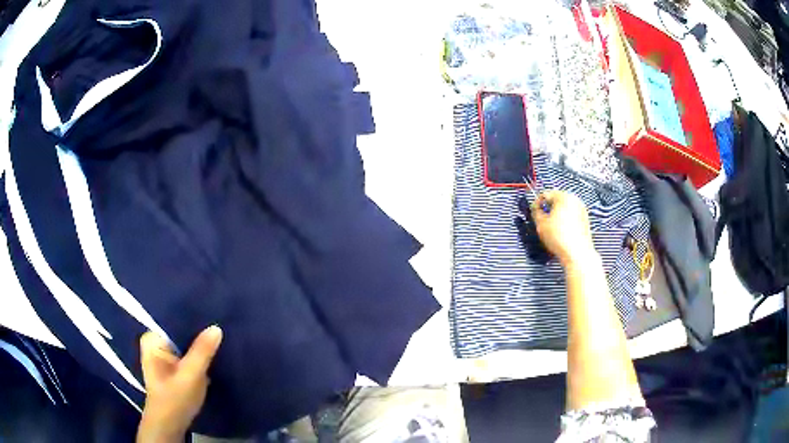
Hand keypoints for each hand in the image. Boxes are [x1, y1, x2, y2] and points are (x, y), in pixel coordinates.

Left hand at [136, 326, 222, 442]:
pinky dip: (196, 354)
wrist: (170, 424)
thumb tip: (216, 327)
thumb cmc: (175, 399)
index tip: (211, 314)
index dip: (192, 318)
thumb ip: (202, 351)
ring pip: (183, 343)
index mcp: (152, 339)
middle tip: (218, 325)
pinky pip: (185, 353)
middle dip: (196, 332)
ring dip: (198, 344)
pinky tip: (210, 353)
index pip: (173, 319)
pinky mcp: (171, 366)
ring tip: (216, 336)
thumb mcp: (191, 375)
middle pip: (178, 331)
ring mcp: (162, 355)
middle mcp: (154, 342)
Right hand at [532, 190, 595, 266]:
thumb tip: (535, 208)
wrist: (577, 253)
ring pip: (565, 208)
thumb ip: (535, 212)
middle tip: (542, 220)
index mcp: (564, 196)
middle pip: (556, 200)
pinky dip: (565, 220)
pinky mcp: (585, 219)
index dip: (537, 203)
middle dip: (548, 208)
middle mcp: (575, 199)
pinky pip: (572, 215)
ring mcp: (582, 209)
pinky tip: (561, 231)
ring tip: (551, 227)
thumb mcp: (541, 224)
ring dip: (557, 214)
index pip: (546, 194)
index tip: (533, 212)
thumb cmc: (559, 237)